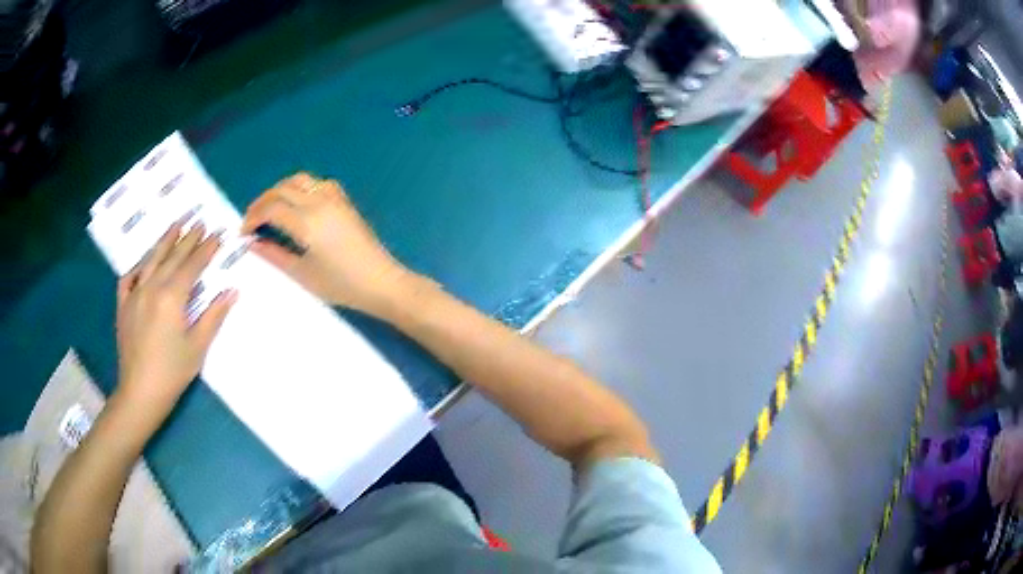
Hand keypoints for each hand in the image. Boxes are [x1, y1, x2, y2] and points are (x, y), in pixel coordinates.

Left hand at [115, 221, 236, 419]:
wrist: (140, 393)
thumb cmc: (172, 372)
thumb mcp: (198, 347)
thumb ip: (213, 316)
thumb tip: (231, 291)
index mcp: (172, 296)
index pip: (192, 265)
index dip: (206, 249)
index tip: (217, 234)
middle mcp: (152, 287)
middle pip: (172, 257)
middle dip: (188, 238)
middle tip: (199, 221)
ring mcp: (134, 294)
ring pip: (151, 260)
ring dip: (164, 241)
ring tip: (176, 225)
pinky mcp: (123, 305)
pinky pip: (128, 278)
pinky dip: (137, 267)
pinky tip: (142, 264)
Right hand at [241, 173, 412, 314]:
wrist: (381, 282)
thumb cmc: (341, 285)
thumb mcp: (302, 274)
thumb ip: (274, 255)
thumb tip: (253, 243)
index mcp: (307, 221)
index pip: (271, 208)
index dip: (253, 217)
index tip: (244, 232)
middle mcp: (319, 201)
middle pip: (282, 189)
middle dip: (262, 202)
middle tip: (251, 220)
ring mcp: (335, 198)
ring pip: (300, 180)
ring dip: (280, 190)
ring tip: (270, 210)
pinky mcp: (344, 201)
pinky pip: (317, 182)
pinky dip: (300, 187)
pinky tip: (296, 204)